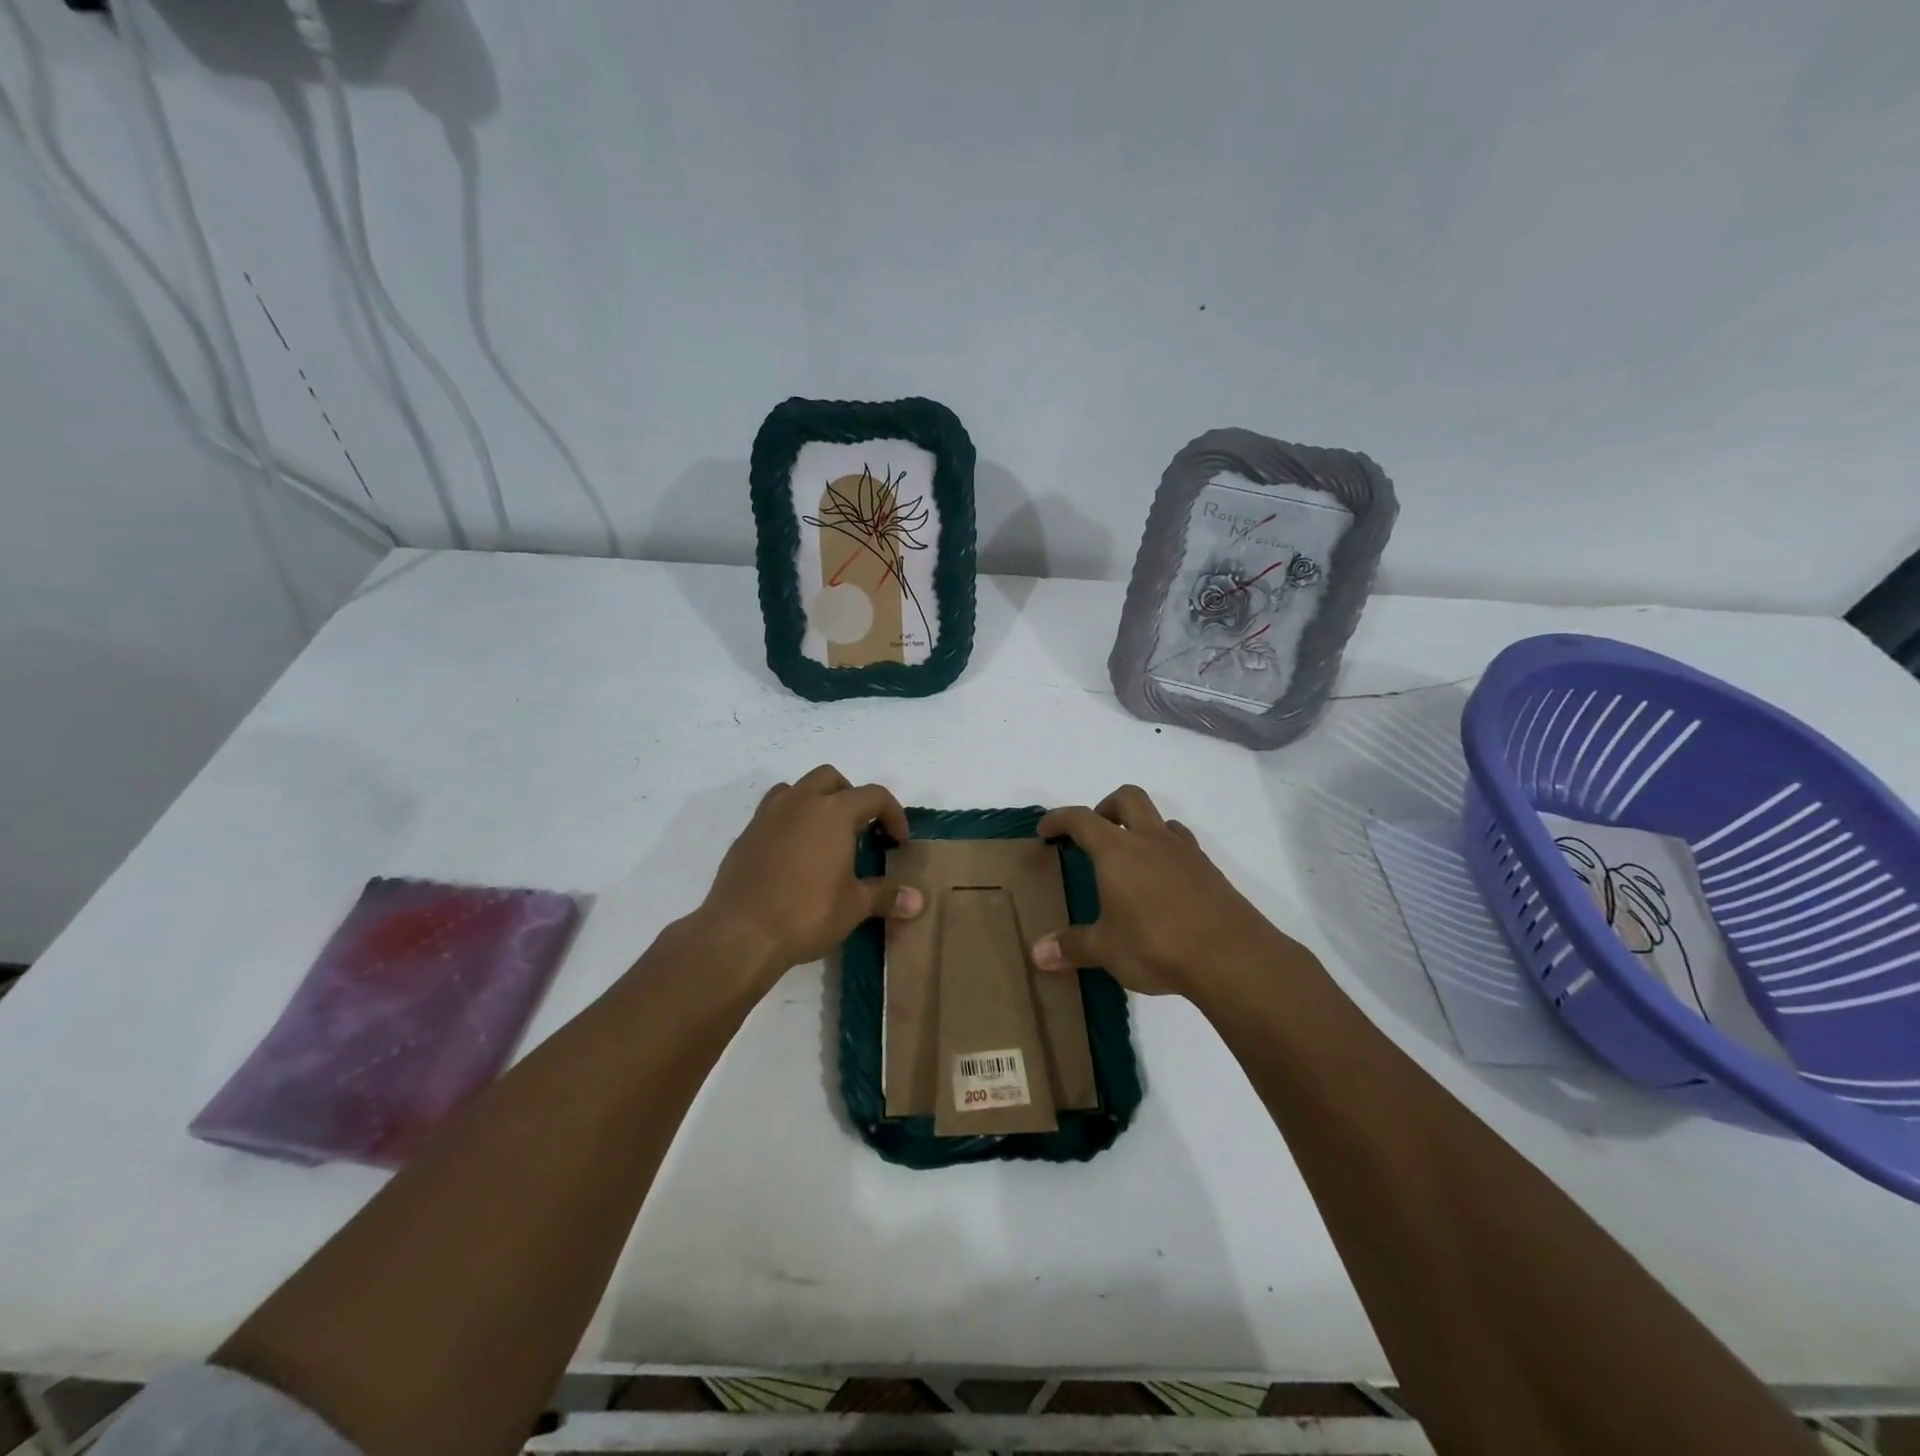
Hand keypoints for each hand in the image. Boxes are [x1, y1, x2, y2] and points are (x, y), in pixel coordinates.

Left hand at [694, 765, 923, 988]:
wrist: (740, 934)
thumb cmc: (806, 913)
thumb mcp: (854, 906)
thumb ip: (887, 896)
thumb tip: (920, 901)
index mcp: (833, 812)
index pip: (873, 796)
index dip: (892, 814)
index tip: (898, 841)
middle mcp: (799, 803)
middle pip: (830, 778)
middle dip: (850, 796)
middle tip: (860, 830)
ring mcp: (767, 816)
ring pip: (795, 789)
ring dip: (815, 802)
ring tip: (824, 836)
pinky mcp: (745, 836)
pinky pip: (773, 814)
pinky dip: (789, 823)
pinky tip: (794, 857)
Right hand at [1031, 785, 1296, 997]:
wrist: (1231, 957)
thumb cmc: (1156, 945)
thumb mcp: (1106, 950)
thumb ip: (1071, 947)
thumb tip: (1038, 954)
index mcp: (1117, 850)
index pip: (1081, 819)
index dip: (1059, 819)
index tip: (1046, 830)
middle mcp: (1151, 840)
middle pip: (1128, 798)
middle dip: (1106, 806)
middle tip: (1095, 833)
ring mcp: (1186, 853)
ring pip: (1161, 820)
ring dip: (1142, 828)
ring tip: (1132, 861)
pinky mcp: (1211, 872)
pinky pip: (1183, 847)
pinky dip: (1167, 854)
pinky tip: (1164, 886)